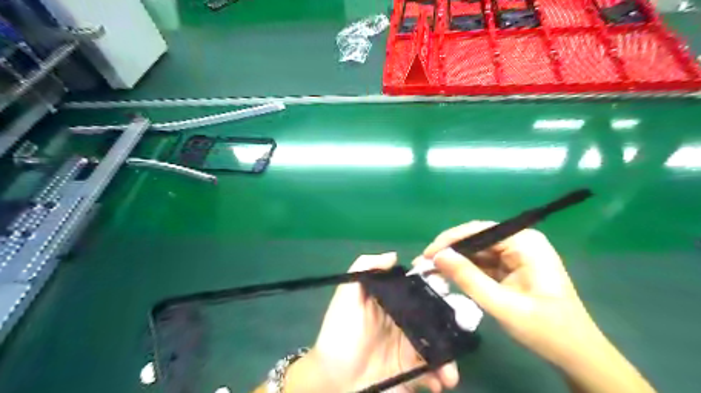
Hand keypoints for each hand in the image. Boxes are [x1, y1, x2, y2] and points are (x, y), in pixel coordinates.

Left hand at [285, 254, 460, 391]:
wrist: (332, 380)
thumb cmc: (340, 333)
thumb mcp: (347, 296)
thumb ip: (364, 268)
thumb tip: (394, 255)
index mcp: (393, 302)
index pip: (418, 289)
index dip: (434, 286)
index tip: (448, 285)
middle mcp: (405, 322)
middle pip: (435, 317)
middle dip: (452, 322)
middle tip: (462, 330)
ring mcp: (410, 348)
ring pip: (439, 344)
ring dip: (450, 355)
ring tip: (450, 371)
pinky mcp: (411, 372)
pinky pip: (433, 372)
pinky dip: (441, 376)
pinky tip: (440, 382)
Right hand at [421, 221, 656, 392]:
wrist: (576, 354)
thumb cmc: (546, 330)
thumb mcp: (503, 306)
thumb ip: (468, 279)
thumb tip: (437, 256)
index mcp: (525, 242)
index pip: (479, 231)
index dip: (450, 240)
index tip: (427, 255)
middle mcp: (520, 241)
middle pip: (476, 239)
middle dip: (449, 251)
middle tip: (423, 263)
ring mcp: (516, 254)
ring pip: (477, 251)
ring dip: (454, 261)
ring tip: (429, 270)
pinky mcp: (511, 267)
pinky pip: (482, 263)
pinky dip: (465, 270)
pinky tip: (447, 276)